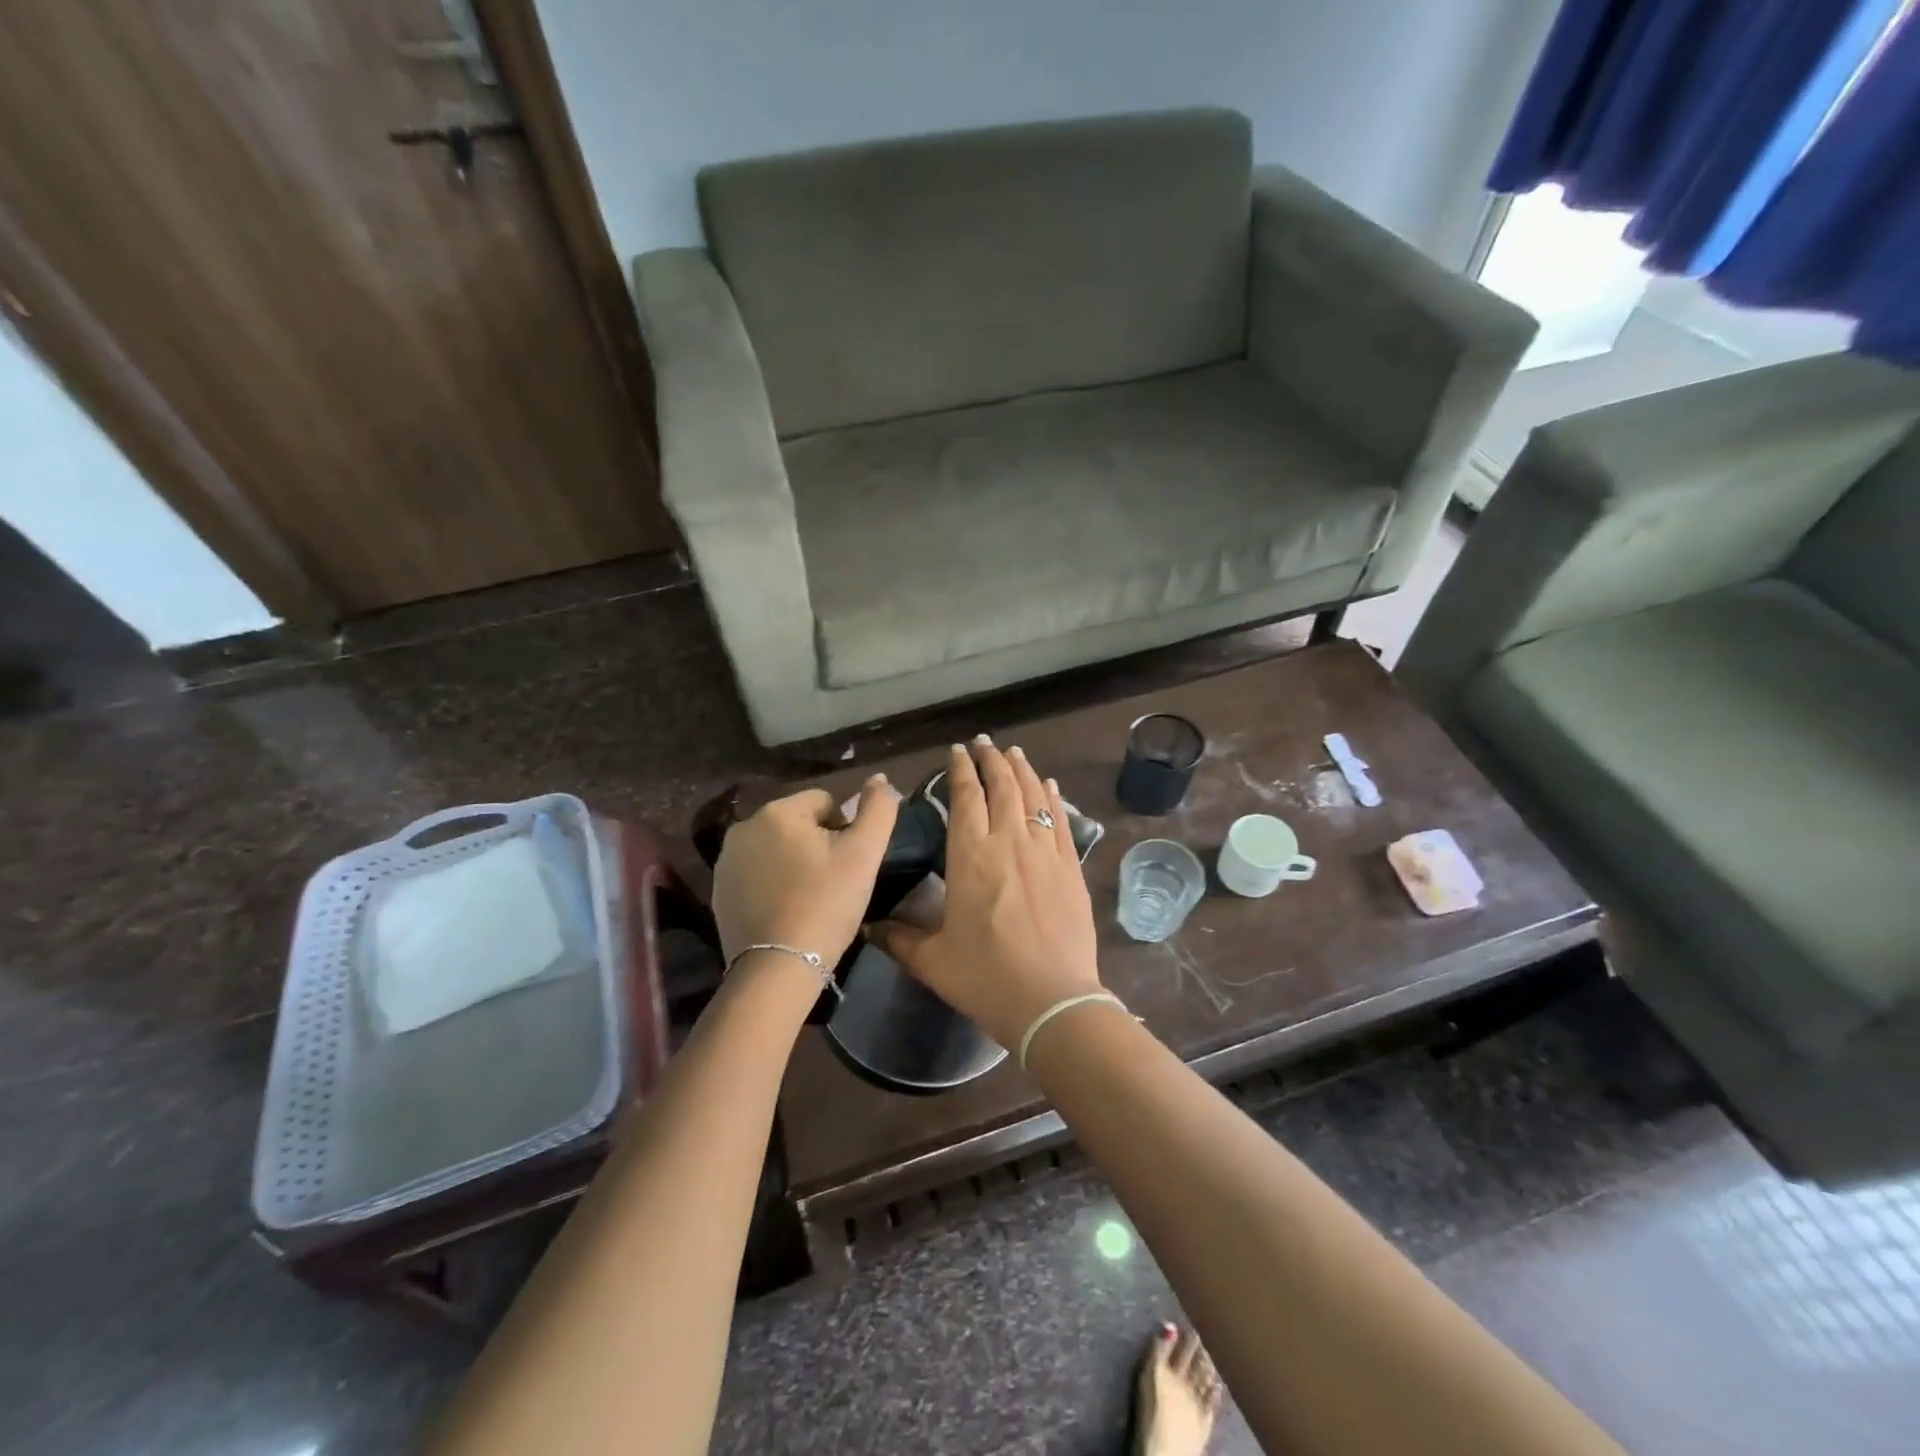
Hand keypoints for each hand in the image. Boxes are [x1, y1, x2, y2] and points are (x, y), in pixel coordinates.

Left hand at [712, 777, 899, 967]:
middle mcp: (744, 827)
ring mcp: (726, 860)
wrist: (777, 968)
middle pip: (798, 823)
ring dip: (794, 862)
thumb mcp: (864, 855)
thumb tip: (880, 779)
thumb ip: (878, 809)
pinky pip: (757, 873)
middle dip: (817, 844)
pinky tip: (786, 910)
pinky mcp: (718, 891)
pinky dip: (773, 883)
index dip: (844, 830)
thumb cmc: (826, 905)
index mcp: (778, 811)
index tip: (847, 865)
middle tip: (832, 883)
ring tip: (810, 898)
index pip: (825, 802)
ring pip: (777, 848)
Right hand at [873, 739, 1101, 1048]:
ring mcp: (1044, 852)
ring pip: (1033, 796)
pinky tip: (1049, 785)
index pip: (965, 798)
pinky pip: (1060, 821)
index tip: (957, 752)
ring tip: (1013, 753)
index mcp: (970, 856)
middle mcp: (1009, 842)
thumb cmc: (985, 978)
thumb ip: (898, 938)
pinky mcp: (1071, 868)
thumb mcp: (932, 960)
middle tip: (984, 743)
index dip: (960, 771)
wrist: (1052, 1001)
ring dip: (1021, 770)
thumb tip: (868, 926)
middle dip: (991, 760)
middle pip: (1002, 786)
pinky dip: (1052, 797)